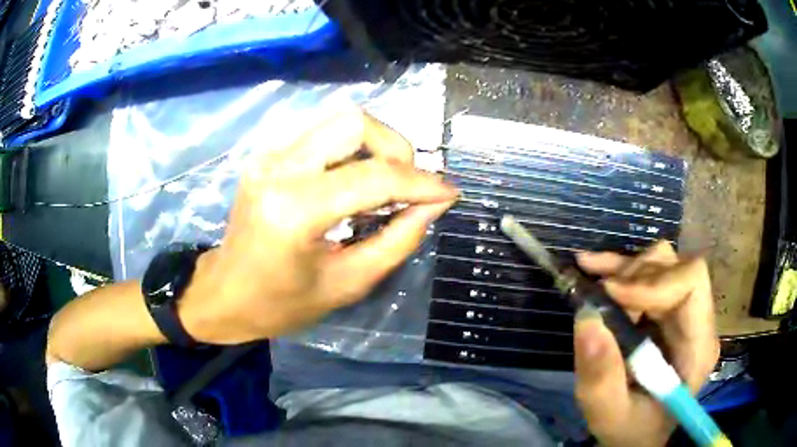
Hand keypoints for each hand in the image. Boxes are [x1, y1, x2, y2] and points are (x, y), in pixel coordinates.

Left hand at [180, 109, 457, 344]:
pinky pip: (322, 134)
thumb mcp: (347, 284)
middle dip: (397, 149)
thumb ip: (398, 241)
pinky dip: (352, 151)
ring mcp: (268, 156)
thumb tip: (435, 205)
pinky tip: (354, 182)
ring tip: (385, 186)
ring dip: (375, 146)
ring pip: (340, 121)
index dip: (421, 183)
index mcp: (293, 210)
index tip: (449, 193)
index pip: (374, 176)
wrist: (223, 293)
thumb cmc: (280, 305)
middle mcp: (278, 168)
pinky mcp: (267, 156)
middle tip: (408, 187)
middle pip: (355, 122)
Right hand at [573, 241, 719, 446]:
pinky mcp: (668, 309)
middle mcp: (698, 320)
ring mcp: (685, 312)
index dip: (653, 281)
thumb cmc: (631, 430)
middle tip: (599, 295)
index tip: (613, 297)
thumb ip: (601, 378)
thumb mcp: (609, 415)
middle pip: (676, 267)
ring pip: (662, 263)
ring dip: (626, 271)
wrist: (638, 434)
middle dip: (634, 276)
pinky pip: (649, 273)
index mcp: (698, 346)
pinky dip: (620, 269)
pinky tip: (594, 267)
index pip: (692, 283)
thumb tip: (588, 319)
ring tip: (596, 287)